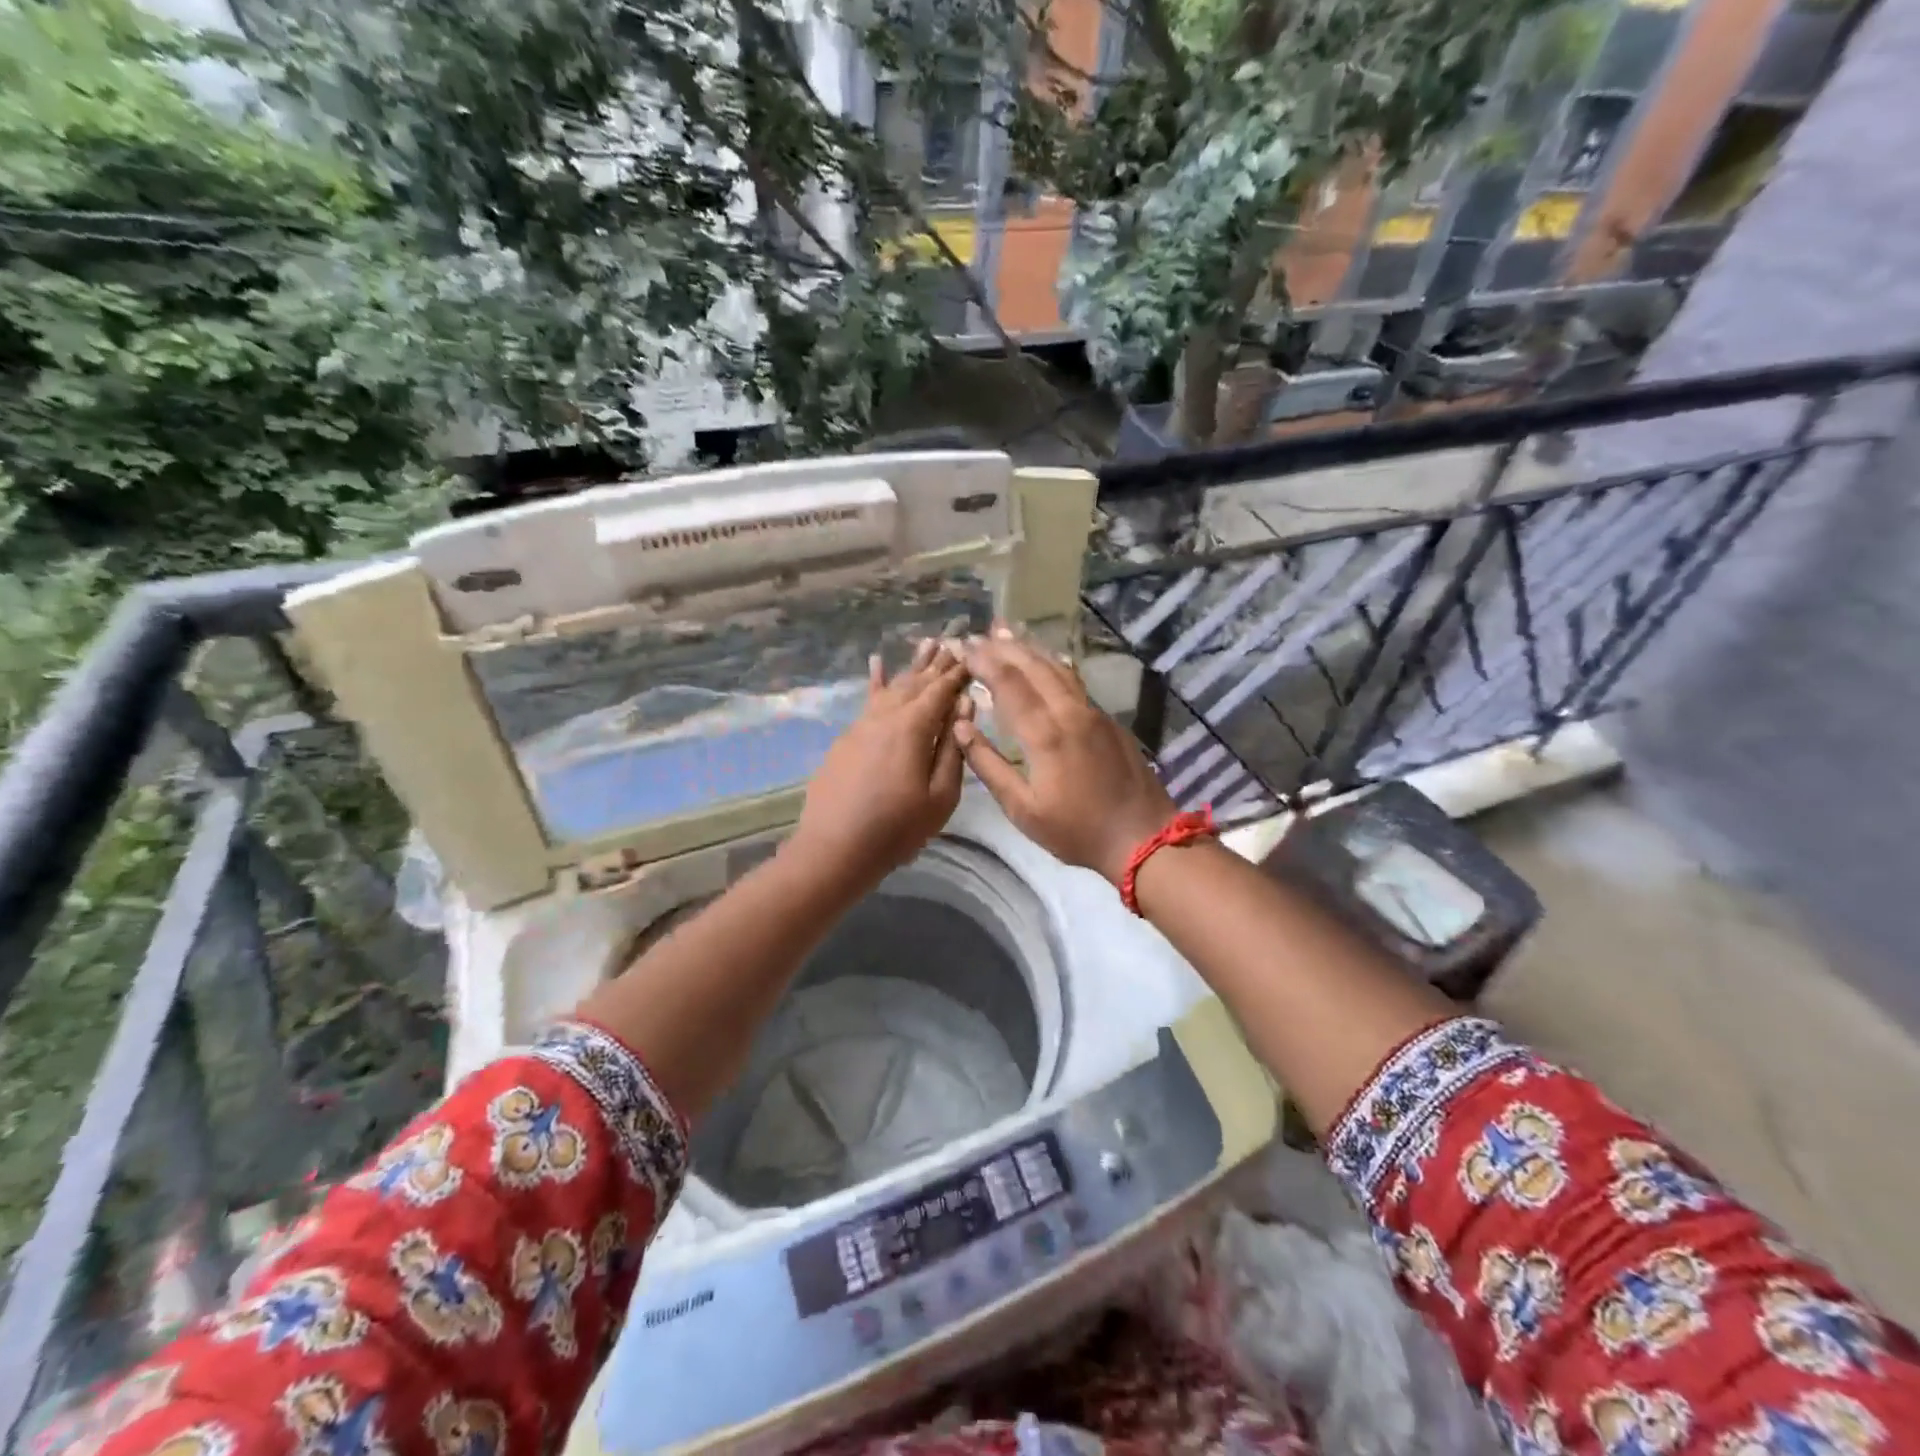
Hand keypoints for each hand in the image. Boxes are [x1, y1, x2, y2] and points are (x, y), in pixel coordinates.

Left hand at [790, 639, 971, 893]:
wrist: (834, 848)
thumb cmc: (897, 828)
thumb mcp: (940, 796)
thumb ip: (953, 749)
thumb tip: (965, 708)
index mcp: (912, 728)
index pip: (941, 691)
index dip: (958, 673)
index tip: (973, 655)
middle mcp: (885, 716)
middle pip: (916, 683)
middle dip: (937, 664)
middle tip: (953, 642)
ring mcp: (861, 725)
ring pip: (891, 687)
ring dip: (911, 667)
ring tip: (926, 644)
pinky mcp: (847, 739)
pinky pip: (868, 701)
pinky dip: (877, 681)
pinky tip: (877, 664)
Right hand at [954, 626, 1176, 886]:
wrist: (1143, 837)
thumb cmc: (1076, 831)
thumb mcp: (1023, 809)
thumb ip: (989, 766)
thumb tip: (962, 728)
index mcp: (1044, 734)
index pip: (1007, 683)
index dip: (982, 661)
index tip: (961, 647)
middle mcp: (1069, 712)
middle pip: (1033, 666)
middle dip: (1003, 647)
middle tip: (978, 634)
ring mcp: (1093, 712)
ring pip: (1058, 668)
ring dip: (1029, 648)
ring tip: (1006, 632)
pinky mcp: (1108, 720)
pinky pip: (1074, 680)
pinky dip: (1052, 664)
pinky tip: (1044, 661)